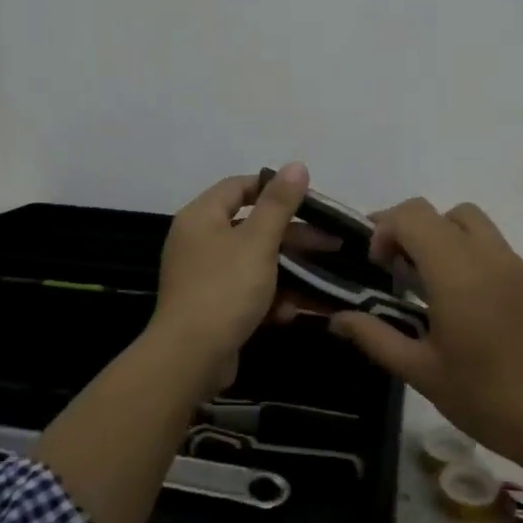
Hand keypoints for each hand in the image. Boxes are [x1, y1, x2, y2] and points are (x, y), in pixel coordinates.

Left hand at [150, 164, 309, 385]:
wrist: (191, 357)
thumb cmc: (225, 288)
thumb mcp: (258, 241)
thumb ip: (279, 203)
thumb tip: (297, 165)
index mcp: (201, 216)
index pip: (239, 186)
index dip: (274, 188)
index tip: (310, 199)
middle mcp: (199, 241)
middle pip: (252, 226)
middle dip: (293, 236)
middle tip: (332, 242)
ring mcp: (204, 276)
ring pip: (255, 262)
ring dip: (289, 270)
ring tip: (325, 278)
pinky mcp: (213, 307)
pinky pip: (247, 291)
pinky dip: (271, 297)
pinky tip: (294, 310)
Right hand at [330, 199, 522, 463]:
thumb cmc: (487, 399)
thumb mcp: (422, 372)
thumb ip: (376, 337)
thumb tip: (337, 318)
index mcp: (458, 272)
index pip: (414, 215)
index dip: (386, 228)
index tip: (378, 266)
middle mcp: (489, 257)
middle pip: (443, 212)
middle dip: (412, 230)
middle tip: (399, 271)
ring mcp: (518, 267)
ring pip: (473, 224)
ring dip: (444, 238)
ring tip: (431, 285)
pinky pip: (495, 248)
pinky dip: (470, 256)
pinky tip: (466, 304)